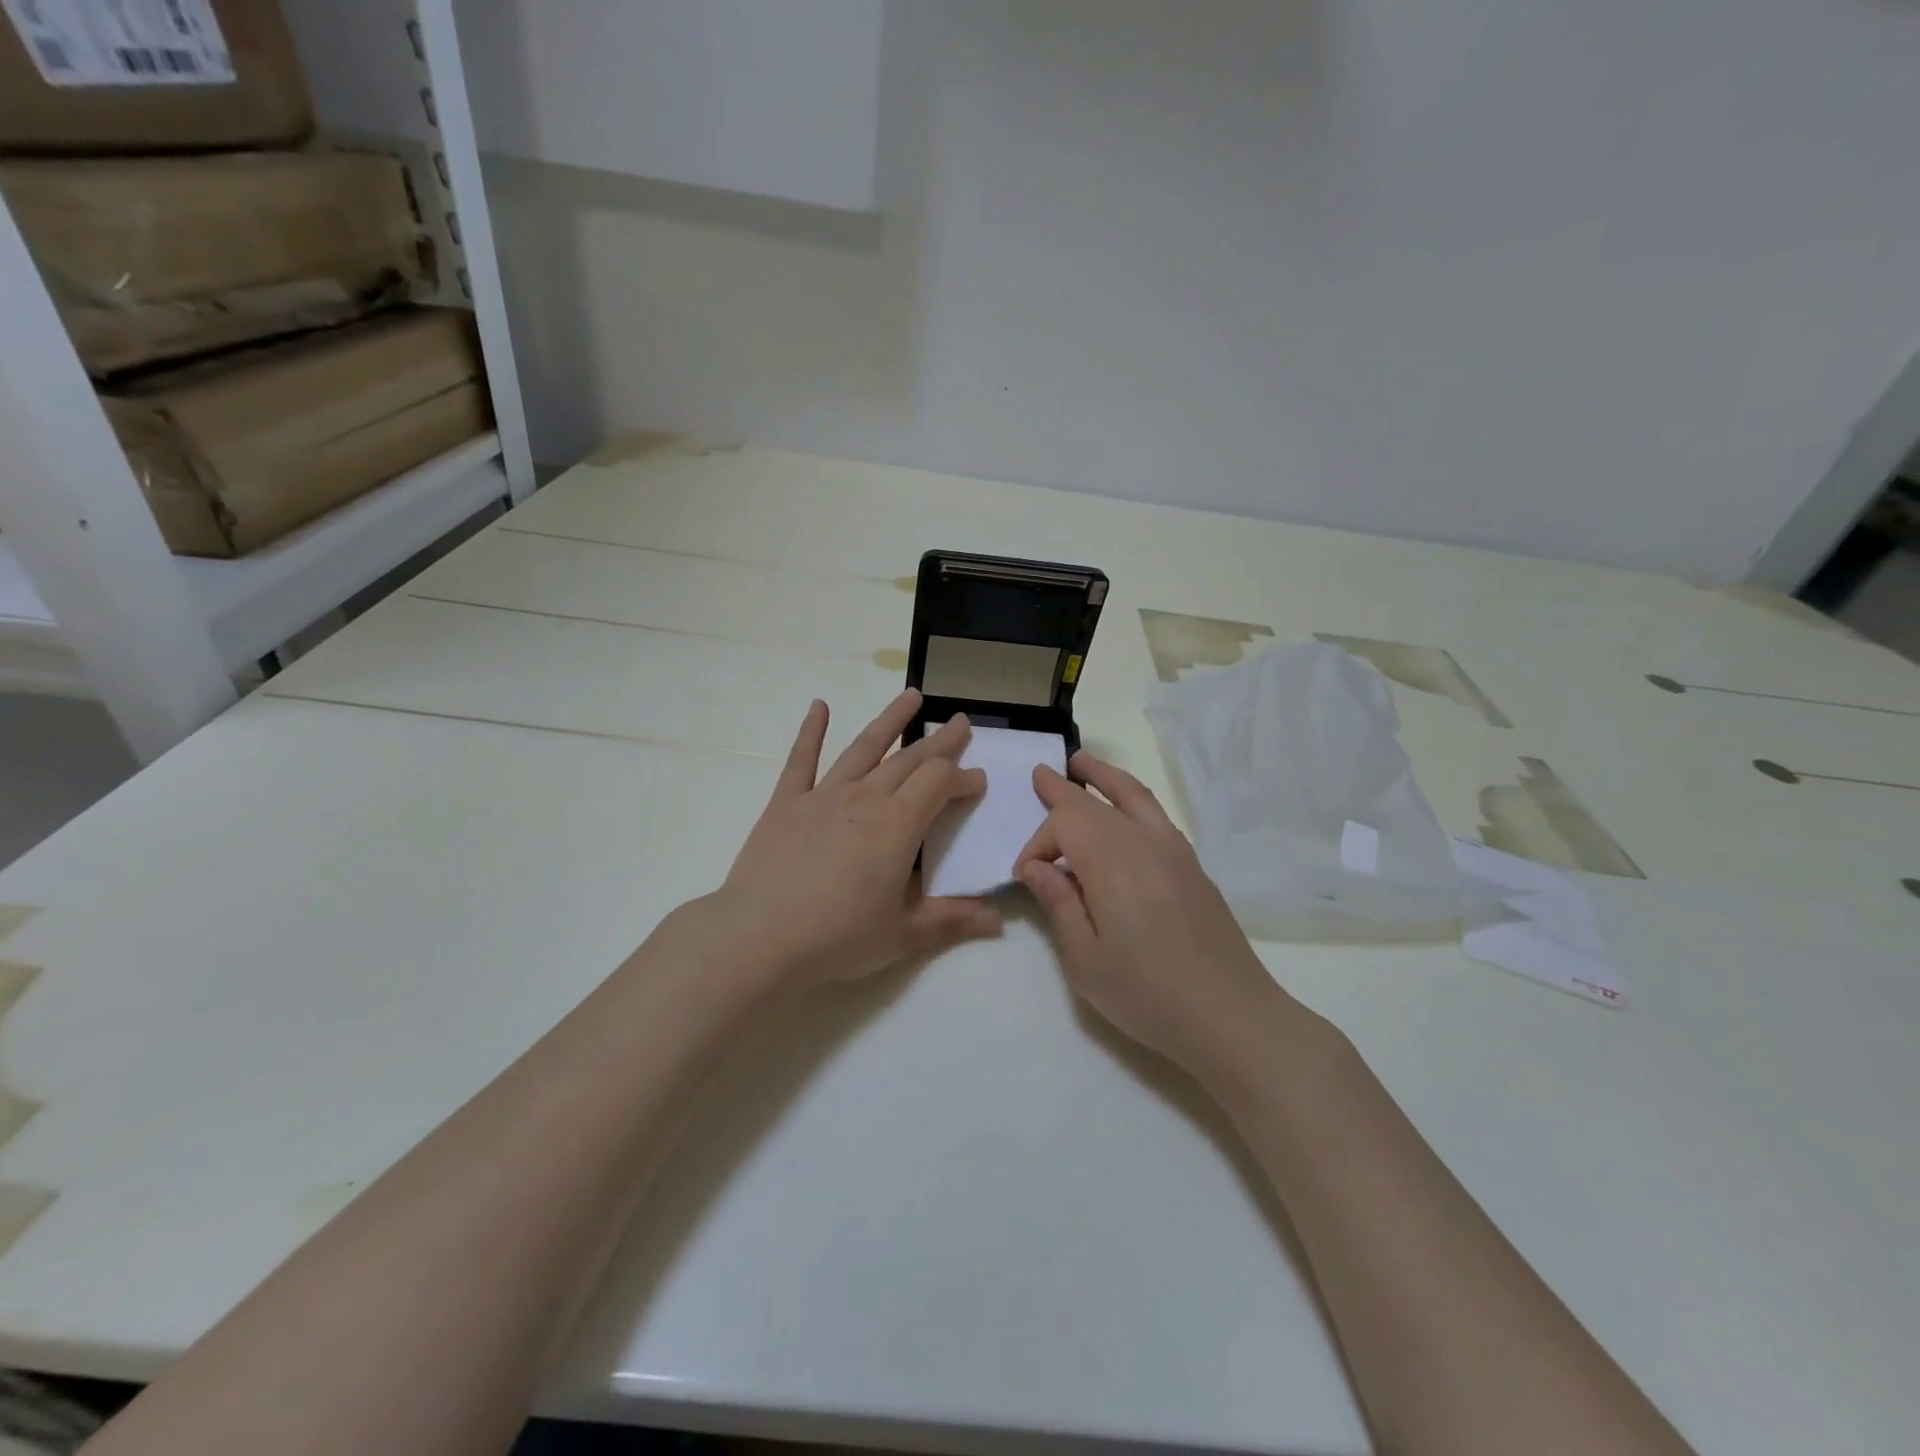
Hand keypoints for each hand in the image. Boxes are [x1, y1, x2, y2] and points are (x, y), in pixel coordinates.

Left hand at [699, 690, 1001, 988]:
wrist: (758, 939)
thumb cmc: (838, 938)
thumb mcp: (904, 934)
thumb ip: (953, 920)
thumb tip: (999, 920)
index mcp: (898, 825)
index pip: (940, 784)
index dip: (963, 778)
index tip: (978, 781)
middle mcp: (865, 798)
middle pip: (910, 759)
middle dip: (940, 741)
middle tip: (961, 722)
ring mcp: (822, 795)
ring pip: (864, 747)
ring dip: (891, 720)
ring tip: (912, 696)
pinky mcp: (785, 803)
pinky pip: (801, 760)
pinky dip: (811, 731)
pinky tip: (819, 706)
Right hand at [1016, 752, 1297, 1078]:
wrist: (1230, 1015)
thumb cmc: (1146, 993)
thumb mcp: (1084, 959)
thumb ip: (1058, 903)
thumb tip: (1036, 866)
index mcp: (1111, 861)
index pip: (1064, 823)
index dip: (1038, 842)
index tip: (1026, 875)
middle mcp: (1143, 842)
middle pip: (1096, 802)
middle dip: (1063, 789)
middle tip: (1040, 773)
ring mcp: (1174, 850)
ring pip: (1134, 795)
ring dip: (1104, 777)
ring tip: (1082, 762)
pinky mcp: (1194, 866)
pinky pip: (1155, 815)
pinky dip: (1132, 800)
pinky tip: (1124, 812)